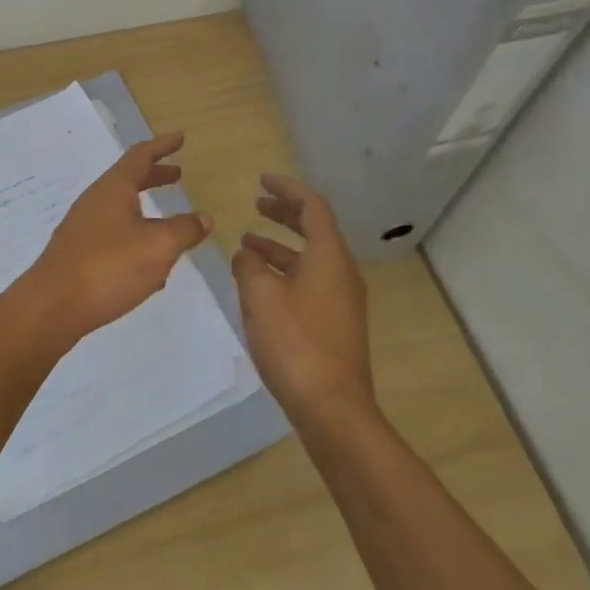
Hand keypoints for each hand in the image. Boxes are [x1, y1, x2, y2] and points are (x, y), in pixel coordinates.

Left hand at [20, 133, 211, 346]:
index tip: (180, 137)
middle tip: (177, 175)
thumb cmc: (109, 266)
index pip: (141, 155)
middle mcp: (96, 200)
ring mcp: (83, 227)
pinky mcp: (78, 253)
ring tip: (170, 224)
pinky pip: (113, 235)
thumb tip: (204, 218)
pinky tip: (150, 268)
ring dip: (146, 209)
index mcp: (114, 188)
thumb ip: (184, 229)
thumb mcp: (159, 247)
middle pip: (128, 179)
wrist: (52, 306)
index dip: (162, 145)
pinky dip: (135, 237)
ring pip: (121, 209)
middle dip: (155, 176)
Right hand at [231, 174, 374, 424]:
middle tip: (257, 204)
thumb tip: (247, 253)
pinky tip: (260, 284)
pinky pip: (310, 280)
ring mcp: (342, 299)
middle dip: (284, 213)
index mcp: (329, 256)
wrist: (332, 409)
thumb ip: (249, 265)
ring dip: (280, 245)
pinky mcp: (335, 323)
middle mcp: (341, 271)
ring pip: (310, 258)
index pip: (311, 206)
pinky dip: (285, 271)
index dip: (286, 188)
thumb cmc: (295, 343)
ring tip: (248, 242)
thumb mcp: (260, 296)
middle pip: (314, 229)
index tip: (262, 180)